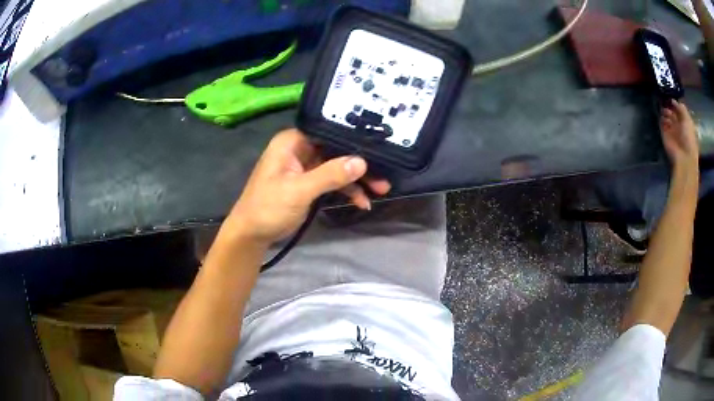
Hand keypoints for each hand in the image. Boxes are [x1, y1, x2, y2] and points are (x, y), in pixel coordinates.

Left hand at [220, 129, 390, 245]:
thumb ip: (329, 175)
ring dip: (356, 180)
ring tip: (380, 191)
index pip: (328, 132)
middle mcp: (300, 148)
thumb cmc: (268, 207)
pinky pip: (332, 181)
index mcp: (293, 141)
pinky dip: (346, 190)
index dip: (352, 139)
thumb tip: (361, 161)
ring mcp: (305, 166)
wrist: (252, 234)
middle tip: (384, 176)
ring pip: (337, 167)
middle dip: (359, 165)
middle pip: (336, 151)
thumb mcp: (299, 190)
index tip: (378, 147)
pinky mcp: (308, 182)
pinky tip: (361, 202)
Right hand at [661, 100, 698, 169]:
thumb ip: (681, 108)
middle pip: (672, 112)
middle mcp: (678, 125)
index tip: (669, 96)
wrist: (684, 157)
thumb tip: (672, 100)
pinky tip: (658, 112)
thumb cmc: (688, 138)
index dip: (674, 103)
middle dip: (668, 106)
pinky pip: (660, 123)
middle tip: (663, 99)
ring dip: (663, 111)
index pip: (678, 110)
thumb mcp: (687, 120)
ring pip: (666, 116)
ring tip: (660, 105)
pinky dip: (659, 118)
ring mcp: (671, 130)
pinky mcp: (664, 135)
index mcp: (684, 122)